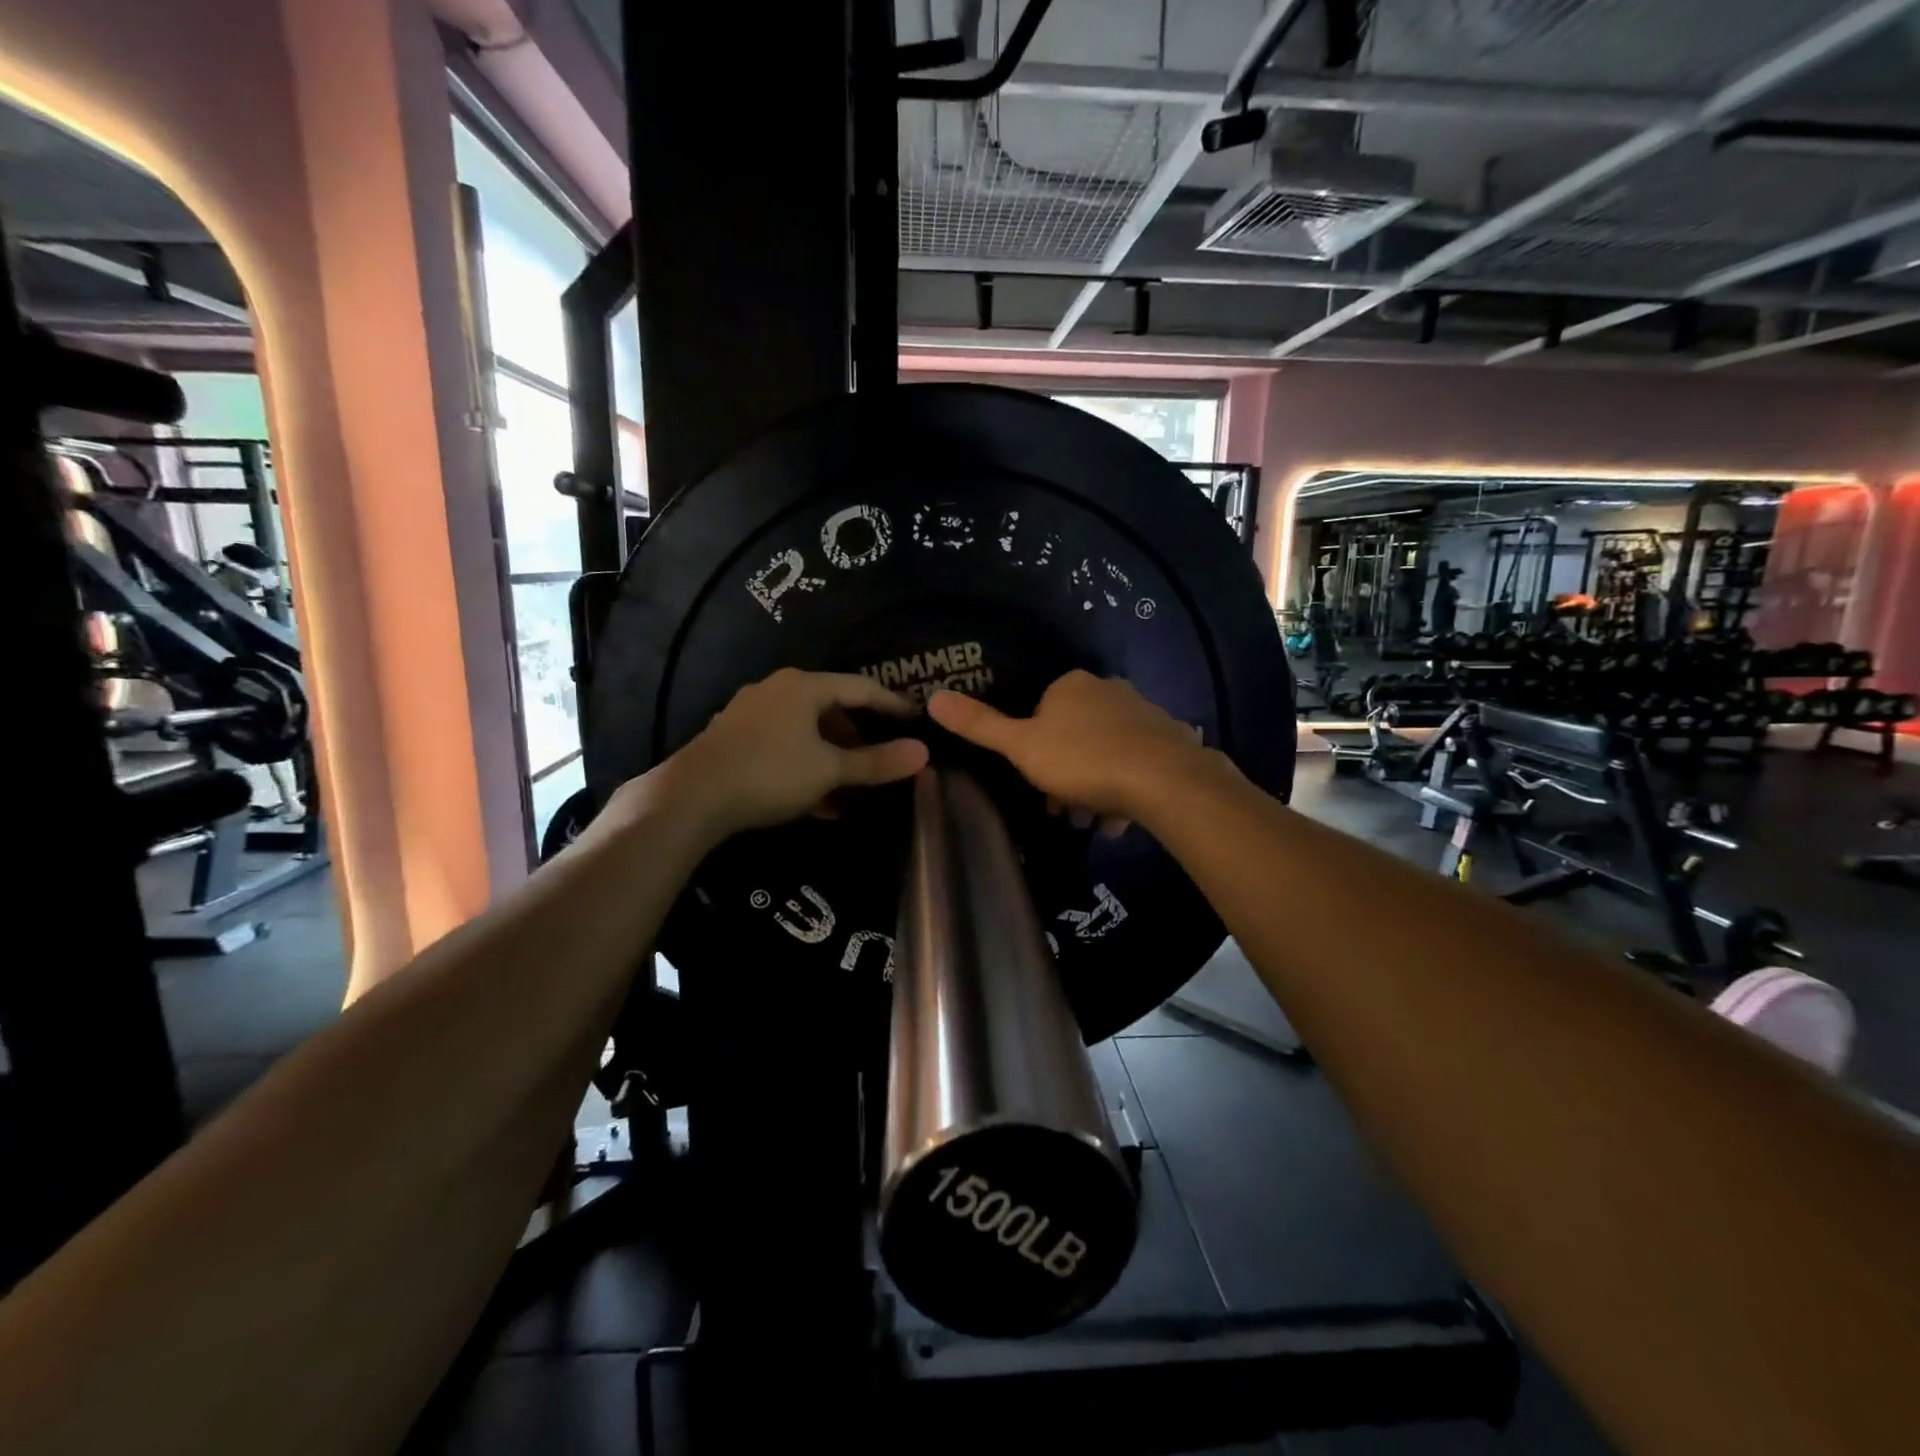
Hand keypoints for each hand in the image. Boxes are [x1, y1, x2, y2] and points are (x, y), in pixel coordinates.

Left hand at [627, 669, 928, 840]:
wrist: (691, 798)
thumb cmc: (770, 773)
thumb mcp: (829, 771)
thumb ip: (876, 763)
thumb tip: (923, 754)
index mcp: (803, 686)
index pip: (861, 688)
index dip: (892, 704)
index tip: (916, 719)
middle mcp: (776, 690)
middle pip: (831, 709)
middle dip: (858, 738)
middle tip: (881, 759)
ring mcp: (751, 714)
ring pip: (806, 733)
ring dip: (832, 759)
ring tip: (851, 790)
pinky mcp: (735, 740)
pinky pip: (784, 748)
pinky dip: (806, 768)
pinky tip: (819, 803)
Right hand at [926, 670, 1216, 822]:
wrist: (1163, 780)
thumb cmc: (1083, 760)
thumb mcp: (1021, 747)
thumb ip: (980, 725)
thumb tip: (934, 696)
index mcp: (1071, 686)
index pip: (1041, 711)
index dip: (1034, 749)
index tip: (1035, 782)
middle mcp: (1109, 689)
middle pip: (1075, 733)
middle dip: (1065, 772)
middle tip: (1063, 809)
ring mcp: (1144, 712)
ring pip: (1107, 750)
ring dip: (1095, 785)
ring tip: (1093, 821)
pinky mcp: (1172, 738)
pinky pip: (1138, 763)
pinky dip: (1126, 788)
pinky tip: (1122, 819)